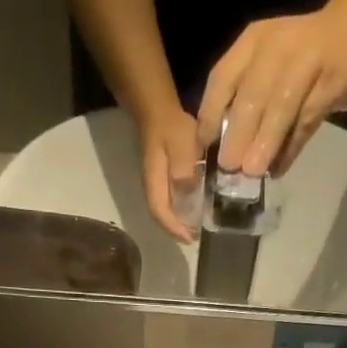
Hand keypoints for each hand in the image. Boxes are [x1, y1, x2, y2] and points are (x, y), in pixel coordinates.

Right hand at [137, 107, 202, 242]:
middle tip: (194, 237)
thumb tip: (188, 193)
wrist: (156, 108)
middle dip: (176, 230)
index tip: (190, 239)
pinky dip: (179, 209)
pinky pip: (169, 200)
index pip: (161, 213)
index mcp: (155, 183)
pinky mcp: (161, 177)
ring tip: (194, 227)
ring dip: (177, 221)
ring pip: (164, 209)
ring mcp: (155, 183)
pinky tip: (192, 208)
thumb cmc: (170, 126)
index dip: (174, 228)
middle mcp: (152, 187)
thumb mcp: (180, 143)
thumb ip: (183, 168)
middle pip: (161, 216)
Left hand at [198, 9, 346, 177]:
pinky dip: (291, 147)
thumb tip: (223, 149)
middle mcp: (278, 47)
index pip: (223, 77)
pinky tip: (278, 168)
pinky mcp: (333, 82)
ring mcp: (309, 61)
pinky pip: (308, 120)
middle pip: (253, 93)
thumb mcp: (266, 62)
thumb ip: (244, 97)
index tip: (204, 147)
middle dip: (239, 132)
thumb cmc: (300, 55)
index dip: (211, 113)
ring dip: (266, 142)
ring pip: (283, 106)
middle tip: (228, 165)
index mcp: (253, 42)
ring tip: (252, 171)